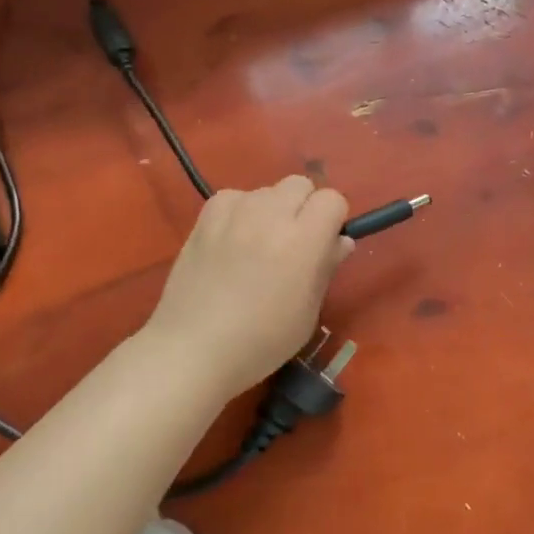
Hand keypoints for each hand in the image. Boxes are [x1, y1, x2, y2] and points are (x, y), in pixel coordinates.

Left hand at [146, 175, 353, 396]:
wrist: (193, 349)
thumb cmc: (260, 342)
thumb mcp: (307, 312)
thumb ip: (326, 268)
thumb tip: (340, 241)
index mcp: (303, 240)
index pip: (332, 200)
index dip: (333, 220)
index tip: (324, 245)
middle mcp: (270, 215)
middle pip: (300, 184)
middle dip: (304, 208)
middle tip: (293, 244)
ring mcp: (234, 212)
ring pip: (266, 190)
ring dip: (271, 210)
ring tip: (256, 246)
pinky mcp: (205, 217)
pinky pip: (234, 197)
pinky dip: (239, 211)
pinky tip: (231, 241)